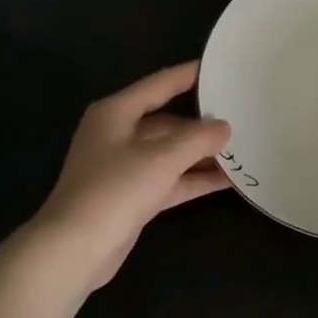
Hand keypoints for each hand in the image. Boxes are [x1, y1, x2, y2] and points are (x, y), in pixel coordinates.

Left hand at [27, 62, 231, 297]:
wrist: (74, 249)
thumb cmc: (114, 191)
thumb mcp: (161, 159)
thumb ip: (198, 139)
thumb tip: (225, 127)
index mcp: (116, 113)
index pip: (160, 85)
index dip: (189, 75)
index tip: (220, 67)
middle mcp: (119, 134)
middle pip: (168, 121)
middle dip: (203, 124)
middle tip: (243, 117)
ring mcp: (125, 167)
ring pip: (171, 153)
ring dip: (202, 155)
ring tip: (243, 150)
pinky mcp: (132, 196)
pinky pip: (170, 179)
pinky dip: (194, 179)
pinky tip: (227, 181)